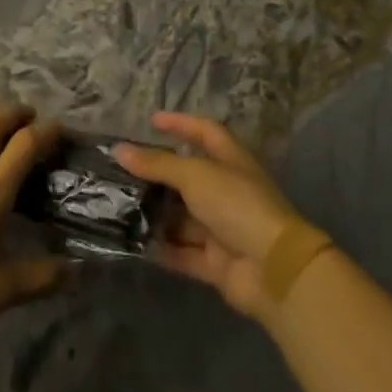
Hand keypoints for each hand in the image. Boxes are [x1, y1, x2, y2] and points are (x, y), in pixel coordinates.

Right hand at [114, 112, 311, 323]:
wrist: (273, 269)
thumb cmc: (236, 205)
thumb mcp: (195, 176)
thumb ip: (157, 164)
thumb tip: (119, 150)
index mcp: (232, 162)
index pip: (205, 132)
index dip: (180, 124)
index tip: (151, 122)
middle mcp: (228, 192)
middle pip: (188, 178)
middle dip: (158, 175)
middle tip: (122, 171)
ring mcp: (223, 228)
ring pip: (182, 217)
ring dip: (155, 214)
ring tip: (119, 207)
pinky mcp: (216, 262)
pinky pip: (183, 252)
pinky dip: (162, 248)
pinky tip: (132, 242)